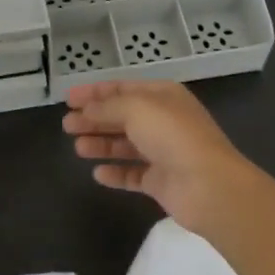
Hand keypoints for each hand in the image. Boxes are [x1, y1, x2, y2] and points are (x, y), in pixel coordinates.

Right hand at [63, 80, 265, 235]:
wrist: (208, 185)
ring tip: (78, 147)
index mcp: (163, 96)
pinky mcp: (162, 181)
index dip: (95, 92)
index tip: (68, 98)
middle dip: (94, 119)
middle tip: (66, 125)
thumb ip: (108, 107)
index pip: (124, 88)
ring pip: (126, 145)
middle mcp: (164, 121)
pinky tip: (98, 173)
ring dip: (102, 144)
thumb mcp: (136, 108)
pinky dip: (116, 172)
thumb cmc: (173, 136)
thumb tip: (87, 110)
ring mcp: (164, 152)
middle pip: (122, 116)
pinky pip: (133, 174)